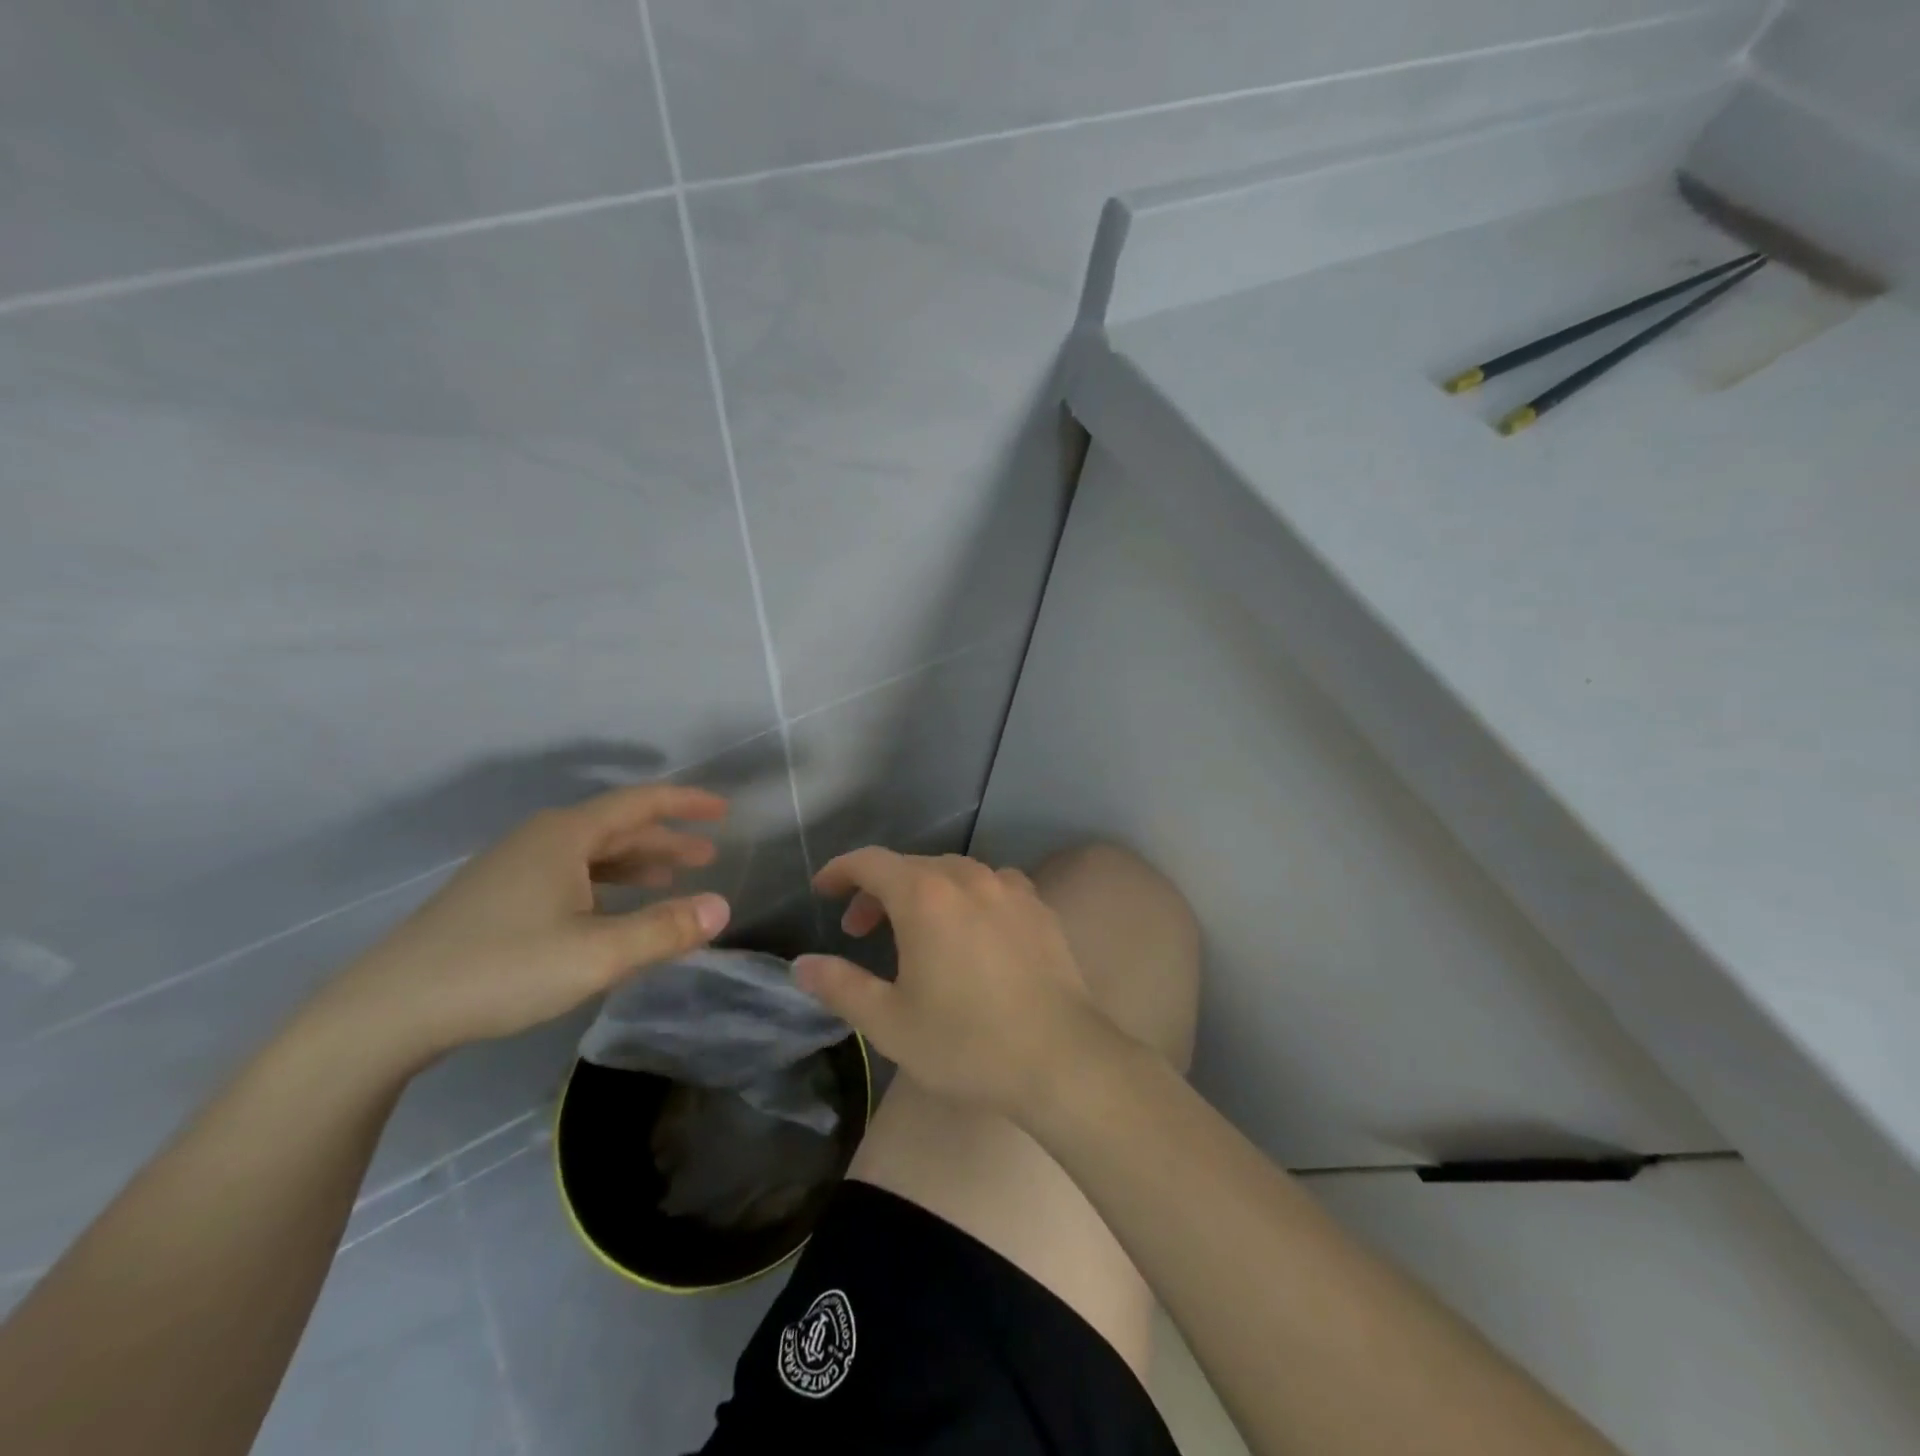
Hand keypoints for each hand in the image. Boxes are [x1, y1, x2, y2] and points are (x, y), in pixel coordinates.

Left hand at [311, 785, 733, 1067]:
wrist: (385, 1012)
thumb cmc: (500, 969)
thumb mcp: (597, 954)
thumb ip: (664, 929)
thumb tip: (722, 907)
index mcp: (565, 836)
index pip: (640, 803)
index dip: (685, 803)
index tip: (723, 810)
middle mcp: (540, 841)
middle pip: (616, 828)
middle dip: (666, 839)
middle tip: (708, 855)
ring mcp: (512, 870)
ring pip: (591, 855)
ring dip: (636, 864)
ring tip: (671, 880)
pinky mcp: (495, 900)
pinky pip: (569, 877)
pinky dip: (604, 886)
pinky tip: (612, 913)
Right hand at [795, 850, 1114, 1115]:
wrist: (1060, 1058)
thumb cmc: (966, 1042)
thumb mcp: (890, 1022)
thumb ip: (840, 986)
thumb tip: (802, 965)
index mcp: (925, 896)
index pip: (871, 862)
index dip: (840, 871)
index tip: (822, 890)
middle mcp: (968, 877)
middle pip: (911, 866)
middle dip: (878, 890)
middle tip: (861, 930)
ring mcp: (1009, 888)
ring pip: (953, 873)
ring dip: (922, 892)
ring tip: (915, 932)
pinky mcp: (1039, 907)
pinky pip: (991, 886)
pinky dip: (966, 898)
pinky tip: (971, 932)